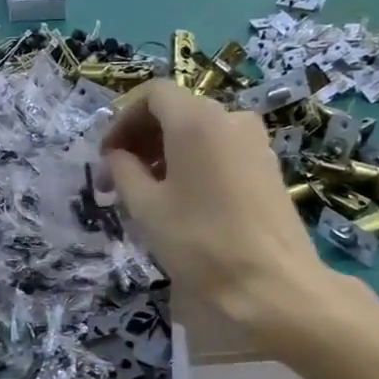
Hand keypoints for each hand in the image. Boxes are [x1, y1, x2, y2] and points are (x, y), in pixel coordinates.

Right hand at [102, 82, 325, 328]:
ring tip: (148, 193)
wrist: (271, 283)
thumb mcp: (147, 208)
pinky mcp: (268, 167)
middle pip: (177, 111)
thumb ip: (124, 172)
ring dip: (167, 153)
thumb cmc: (200, 242)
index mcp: (197, 119)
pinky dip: (194, 163)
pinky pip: (221, 150)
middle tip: (119, 178)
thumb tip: (116, 156)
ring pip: (200, 132)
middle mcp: (230, 118)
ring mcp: (255, 142)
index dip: (122, 120)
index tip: (106, 157)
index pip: (152, 95)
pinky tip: (183, 200)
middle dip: (142, 138)